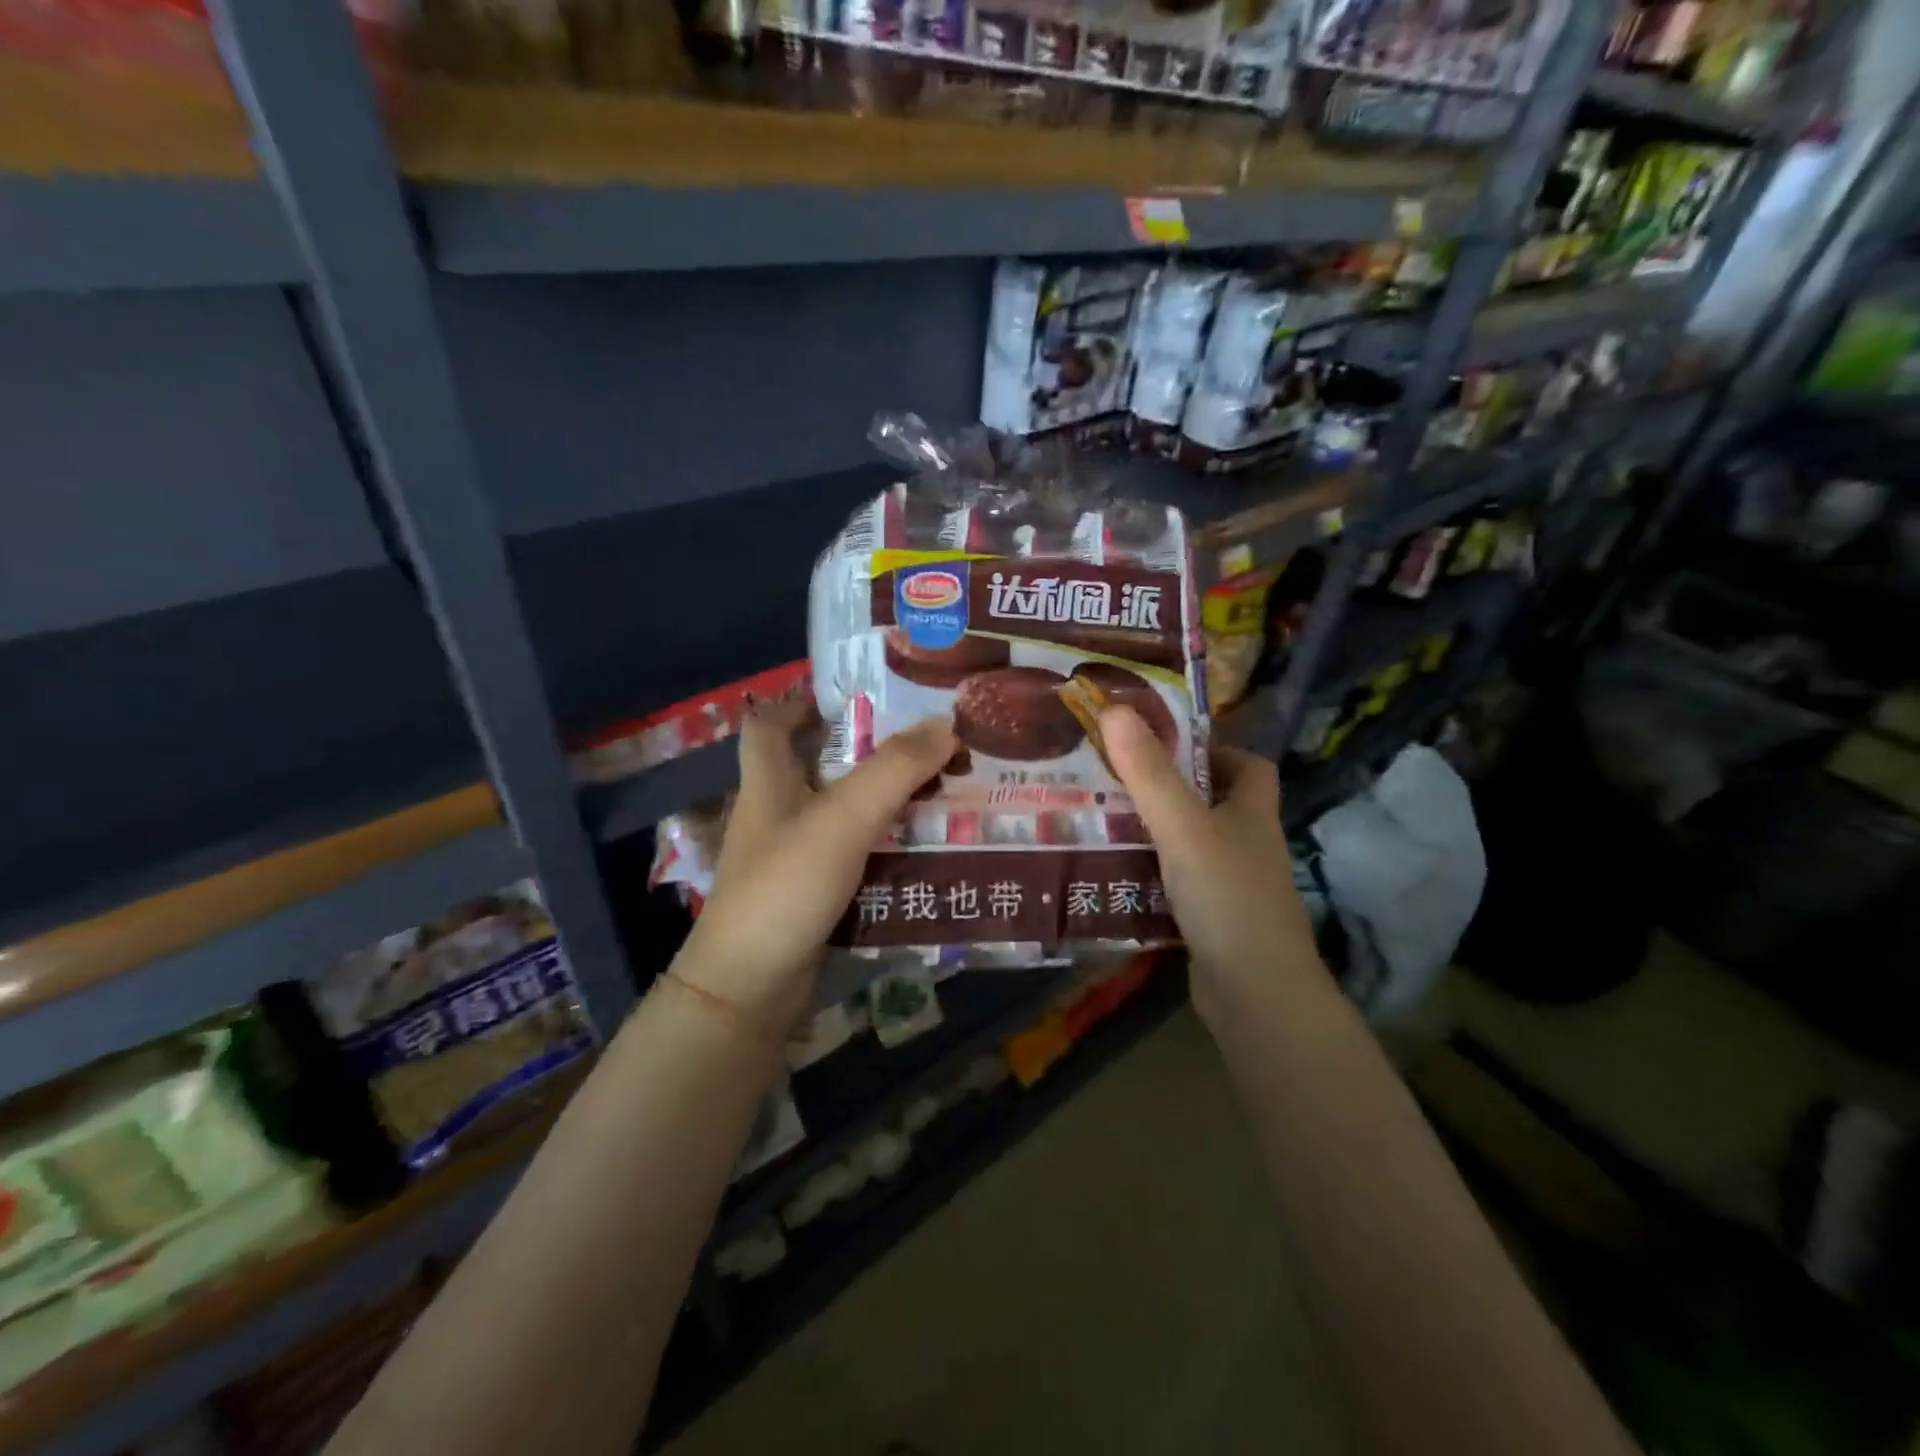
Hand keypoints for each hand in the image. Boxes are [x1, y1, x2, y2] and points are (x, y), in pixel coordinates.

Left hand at [673, 699, 956, 1030]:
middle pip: (814, 767)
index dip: (797, 701)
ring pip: (840, 814)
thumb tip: (946, 723)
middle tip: (923, 743)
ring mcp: (790, 859)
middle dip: (863, 752)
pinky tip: (922, 849)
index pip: (767, 724)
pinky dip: (882, 847)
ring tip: (939, 790)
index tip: (846, 694)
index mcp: (767, 783)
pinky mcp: (809, 896)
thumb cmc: (785, 887)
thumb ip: (894, 770)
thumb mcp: (842, 819)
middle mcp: (775, 815)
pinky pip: (852, 856)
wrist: (749, 988)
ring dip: (881, 801)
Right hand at [1099, 706, 1324, 1018]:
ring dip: (1155, 833)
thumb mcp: (1182, 827)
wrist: (1255, 994)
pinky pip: (1180, 883)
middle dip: (1169, 790)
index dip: (1214, 750)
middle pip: (1215, 804)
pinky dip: (1152, 875)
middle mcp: (1248, 845)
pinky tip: (1115, 874)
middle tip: (1116, 782)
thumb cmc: (1226, 896)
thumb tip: (1115, 708)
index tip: (1165, 749)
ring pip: (1193, 845)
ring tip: (1103, 821)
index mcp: (1253, 813)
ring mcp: (1234, 886)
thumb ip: (1149, 773)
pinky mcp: (1214, 920)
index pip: (1249, 766)